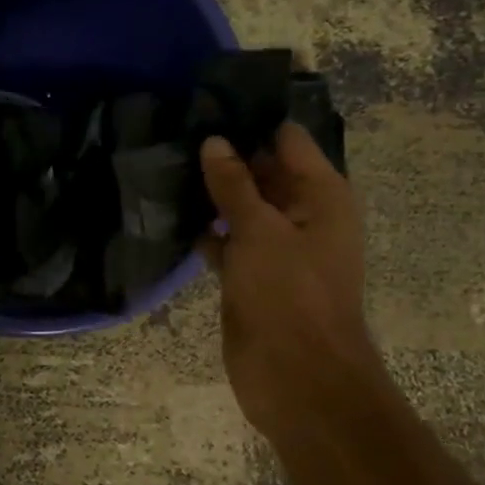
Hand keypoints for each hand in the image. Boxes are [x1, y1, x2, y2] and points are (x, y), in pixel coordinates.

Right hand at [198, 124, 379, 433]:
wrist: (298, 380)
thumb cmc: (289, 296)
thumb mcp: (260, 231)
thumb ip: (235, 185)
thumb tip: (214, 142)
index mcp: (322, 196)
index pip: (288, 140)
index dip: (251, 121)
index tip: (205, 104)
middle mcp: (302, 215)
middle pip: (263, 171)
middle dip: (224, 155)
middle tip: (173, 130)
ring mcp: (276, 247)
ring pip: (240, 207)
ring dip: (210, 193)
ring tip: (162, 163)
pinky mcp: (251, 275)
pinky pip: (227, 240)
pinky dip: (205, 230)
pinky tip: (169, 214)